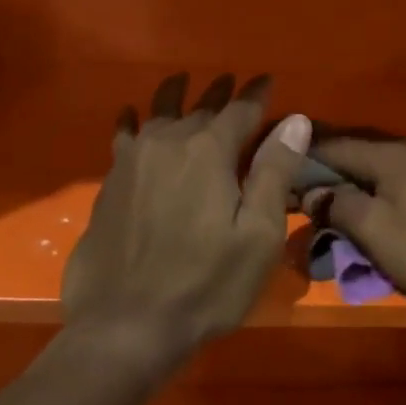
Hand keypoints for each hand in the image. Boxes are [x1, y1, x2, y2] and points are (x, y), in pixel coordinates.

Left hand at [62, 72, 310, 366]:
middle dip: (220, 94)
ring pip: (158, 115)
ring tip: (183, 80)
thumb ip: (274, 172)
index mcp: (209, 152)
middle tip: (232, 81)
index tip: (268, 80)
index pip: (240, 110)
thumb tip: (294, 121)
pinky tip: (130, 115)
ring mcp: (133, 162)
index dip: (257, 94)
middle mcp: (169, 144)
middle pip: (199, 108)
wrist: (126, 325)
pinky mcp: (110, 184)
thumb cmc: (207, 284)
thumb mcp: (258, 234)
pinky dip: (131, 121)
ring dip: (176, 96)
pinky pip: (124, 137)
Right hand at [307, 139, 405, 312]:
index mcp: (392, 156)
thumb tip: (314, 190)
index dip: (306, 158)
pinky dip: (403, 189)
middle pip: (367, 153)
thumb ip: (340, 207)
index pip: (336, 145)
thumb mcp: (378, 234)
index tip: (283, 171)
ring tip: (360, 204)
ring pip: (397, 166)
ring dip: (373, 182)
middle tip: (317, 194)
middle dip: (339, 172)